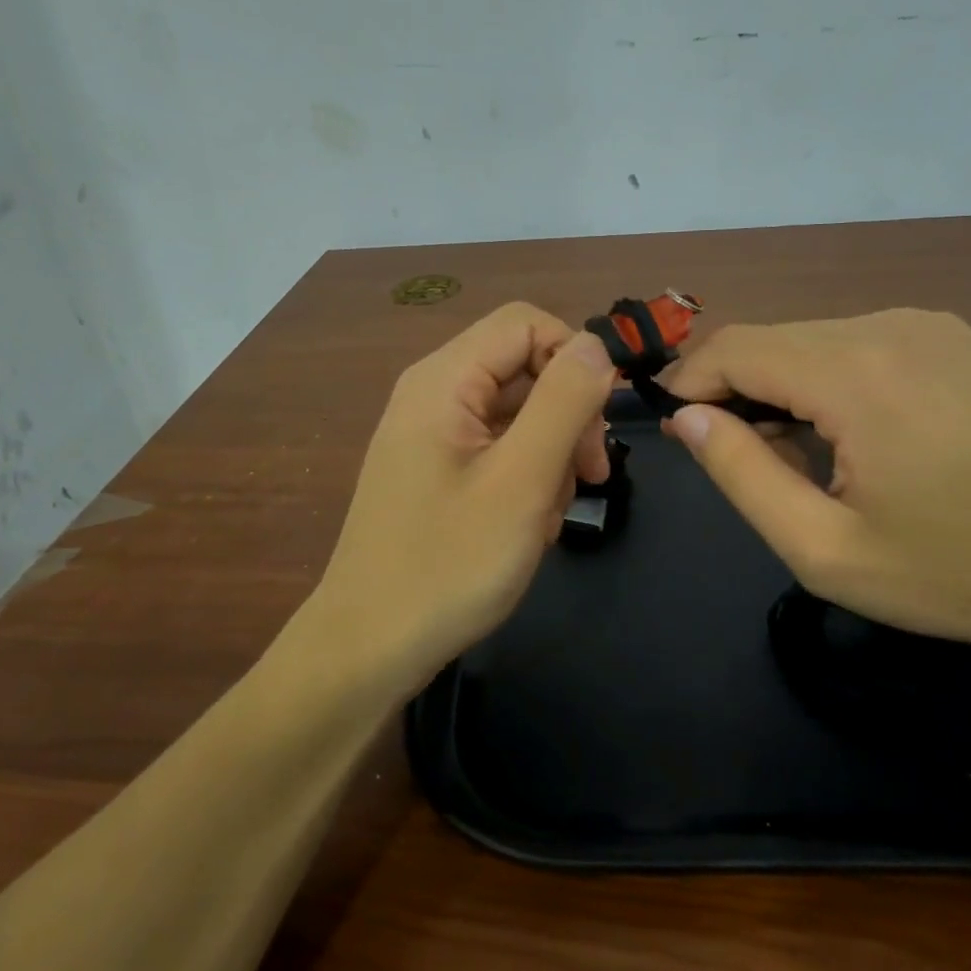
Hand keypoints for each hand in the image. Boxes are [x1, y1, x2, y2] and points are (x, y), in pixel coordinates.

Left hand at [304, 303, 614, 695]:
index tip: (600, 422)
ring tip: (546, 516)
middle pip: (524, 367)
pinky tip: (526, 526)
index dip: (574, 358)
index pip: (527, 323)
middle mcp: (433, 393)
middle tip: (589, 478)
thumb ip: (563, 402)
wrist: (369, 648)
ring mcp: (432, 433)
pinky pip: (497, 448)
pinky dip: (524, 477)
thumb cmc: (448, 564)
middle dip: (567, 417)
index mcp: (444, 379)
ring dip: (549, 456)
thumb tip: (594, 343)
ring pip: (517, 413)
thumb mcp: (522, 480)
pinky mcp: (436, 468)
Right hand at [662, 309, 970, 667]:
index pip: (734, 348)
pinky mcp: (952, 338)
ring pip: (810, 341)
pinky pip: (855, 345)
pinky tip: (850, 436)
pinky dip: (826, 380)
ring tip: (797, 459)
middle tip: (735, 458)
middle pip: (770, 340)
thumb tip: (689, 417)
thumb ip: (742, 475)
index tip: (675, 428)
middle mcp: (887, 326)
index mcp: (855, 373)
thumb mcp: (827, 550)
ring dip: (780, 388)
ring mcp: (926, 325)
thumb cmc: (962, 572)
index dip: (690, 381)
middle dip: (733, 390)